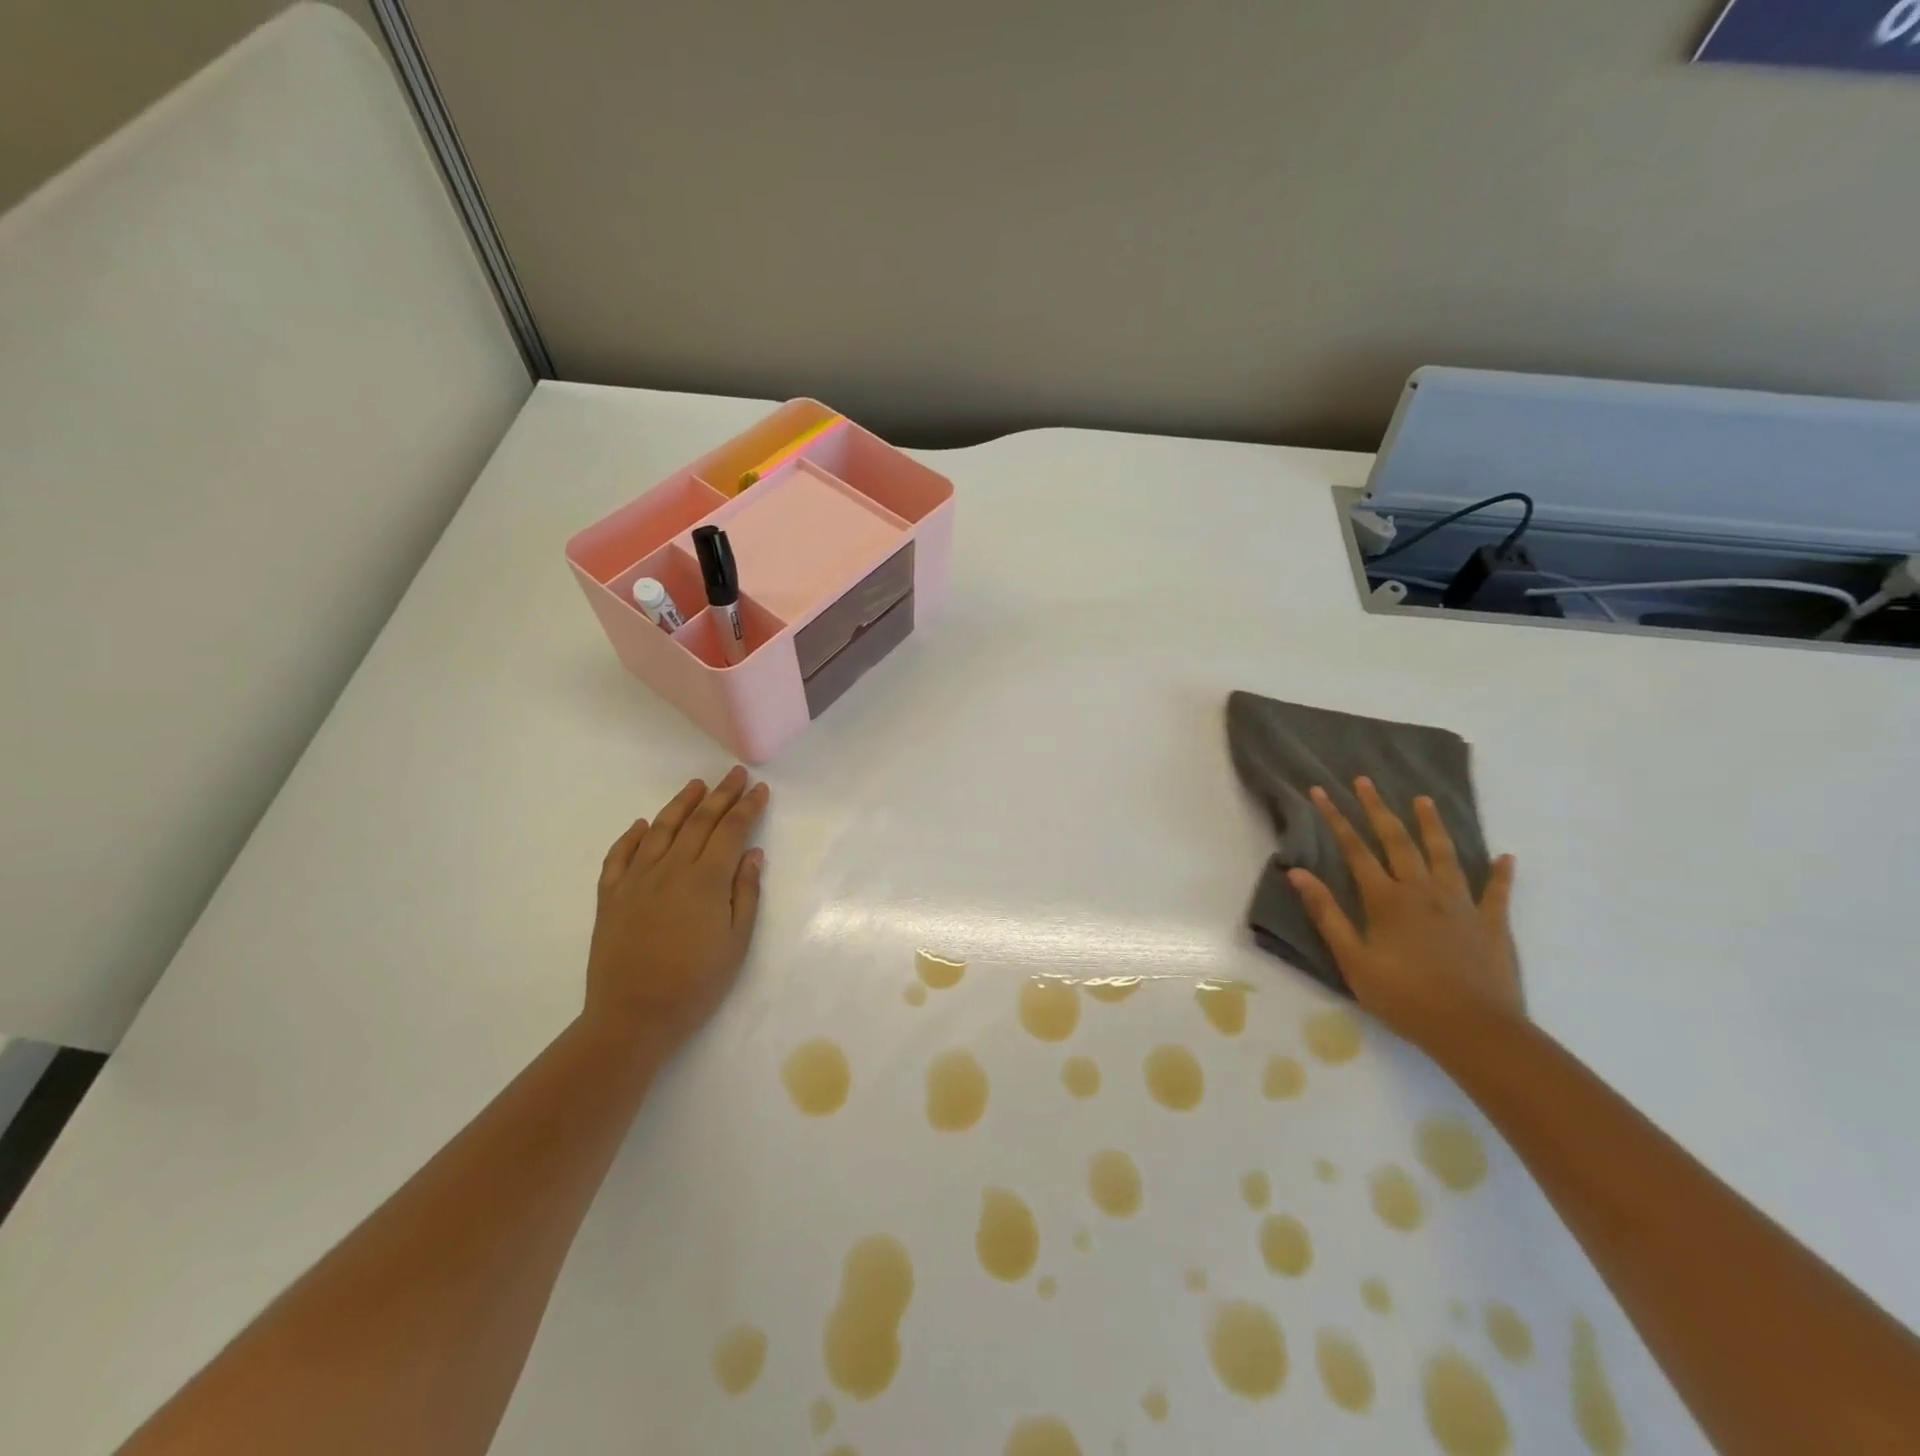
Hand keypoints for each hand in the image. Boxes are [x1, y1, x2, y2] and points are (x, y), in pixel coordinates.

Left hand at [584, 767, 768, 1056]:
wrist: (634, 1016)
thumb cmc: (696, 983)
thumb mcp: (736, 942)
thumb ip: (745, 893)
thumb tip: (752, 854)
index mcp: (705, 880)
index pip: (731, 831)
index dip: (747, 808)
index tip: (760, 789)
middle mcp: (671, 869)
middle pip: (699, 822)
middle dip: (721, 795)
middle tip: (736, 774)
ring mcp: (636, 880)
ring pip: (660, 829)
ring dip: (681, 804)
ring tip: (696, 785)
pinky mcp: (611, 896)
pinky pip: (619, 856)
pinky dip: (631, 836)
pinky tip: (641, 824)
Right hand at [1287, 777, 1520, 1054]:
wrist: (1474, 1031)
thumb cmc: (1404, 998)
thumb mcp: (1352, 960)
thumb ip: (1326, 914)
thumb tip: (1298, 873)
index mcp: (1386, 899)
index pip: (1354, 849)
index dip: (1335, 818)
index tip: (1320, 791)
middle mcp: (1422, 891)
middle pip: (1397, 841)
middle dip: (1378, 808)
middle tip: (1365, 780)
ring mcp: (1461, 904)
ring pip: (1444, 855)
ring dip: (1432, 825)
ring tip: (1424, 800)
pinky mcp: (1491, 924)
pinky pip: (1496, 892)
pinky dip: (1500, 873)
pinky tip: (1504, 857)